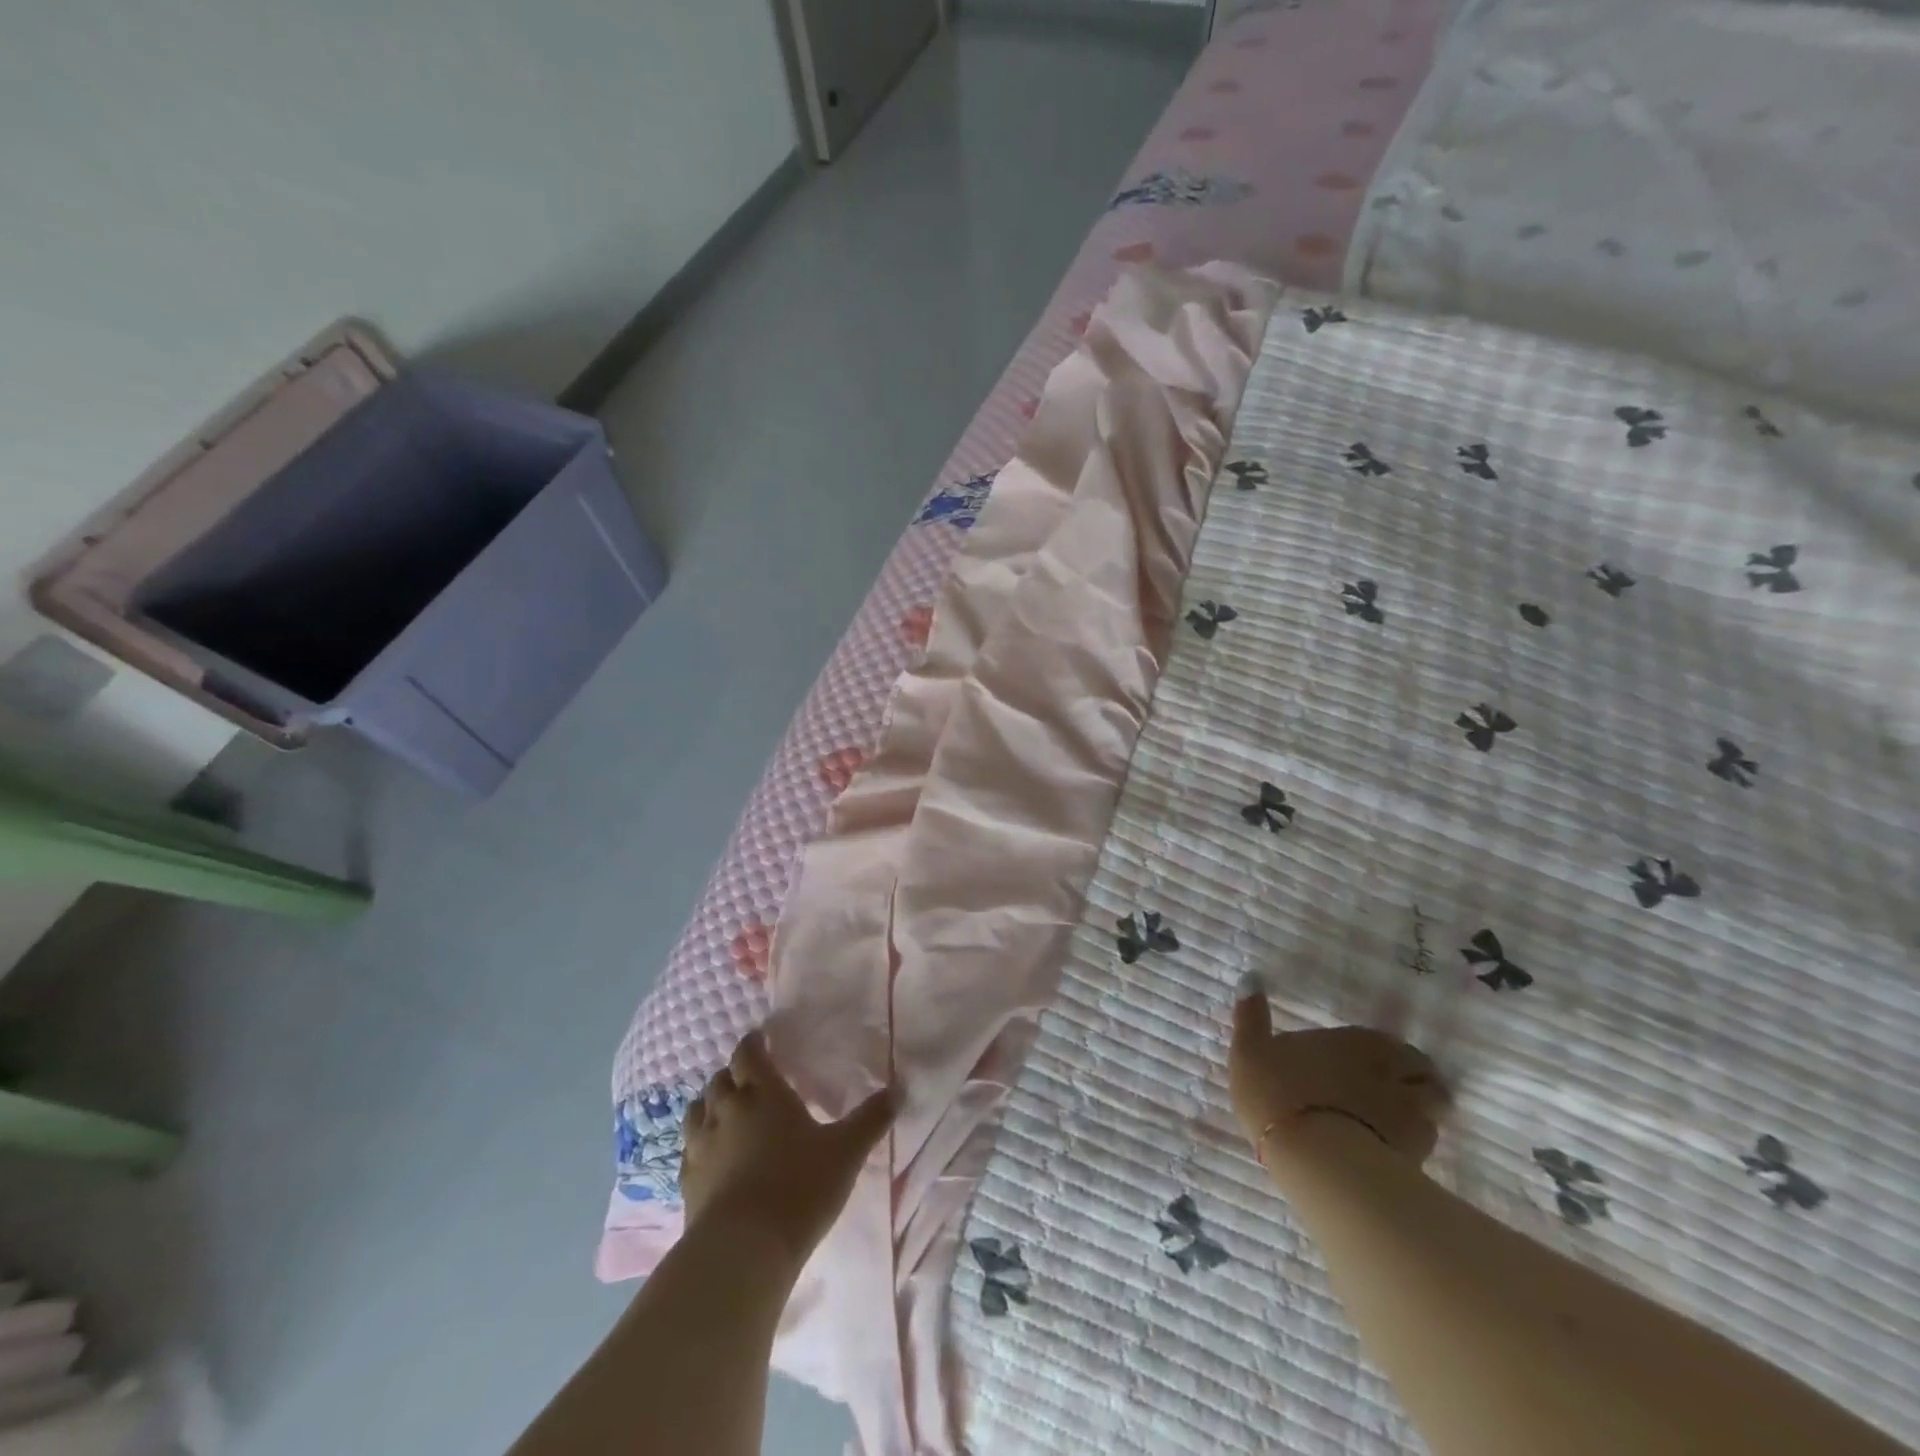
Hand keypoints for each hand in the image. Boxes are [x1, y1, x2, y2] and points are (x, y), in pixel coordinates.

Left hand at [681, 1031, 894, 1264]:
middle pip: (721, 1078)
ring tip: (728, 1112)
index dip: (753, 1043)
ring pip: (698, 1109)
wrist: (742, 1251)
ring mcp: (701, 1145)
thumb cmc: (800, 1188)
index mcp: (763, 1093)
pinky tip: (713, 1155)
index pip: (748, 1053)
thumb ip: (870, 1119)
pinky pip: (689, 1148)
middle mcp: (727, 1110)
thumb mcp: (846, 1152)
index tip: (761, 1041)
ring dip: (711, 1104)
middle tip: (752, 1081)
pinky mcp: (687, 1181)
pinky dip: (699, 1141)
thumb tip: (898, 1090)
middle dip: (734, 1074)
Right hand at [1230, 982, 1447, 1164]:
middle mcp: (1391, 1070)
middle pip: (1422, 1070)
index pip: (1387, 1042)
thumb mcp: (1250, 1049)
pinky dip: (1414, 1143)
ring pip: (1434, 1107)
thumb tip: (1250, 977)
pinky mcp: (1417, 1155)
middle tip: (1391, 1090)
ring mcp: (1410, 1113)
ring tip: (1398, 1122)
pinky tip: (1391, 1150)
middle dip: (1414, 1078)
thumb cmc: (1278, 1092)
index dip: (1381, 1053)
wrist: (1311, 1156)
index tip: (1369, 1063)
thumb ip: (1251, 1016)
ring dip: (1422, 1111)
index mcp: (1356, 1040)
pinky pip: (1426, 1143)